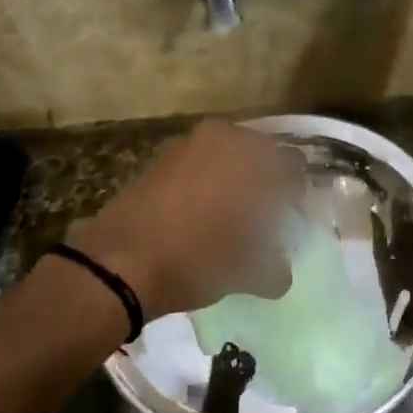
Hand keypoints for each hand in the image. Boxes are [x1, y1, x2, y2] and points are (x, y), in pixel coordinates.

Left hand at [74, 119, 294, 318]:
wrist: (117, 264)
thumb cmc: (195, 259)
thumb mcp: (244, 272)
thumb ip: (272, 270)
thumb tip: (280, 274)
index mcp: (249, 155)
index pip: (290, 166)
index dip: (295, 194)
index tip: (293, 218)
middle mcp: (219, 138)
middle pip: (256, 156)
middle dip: (264, 182)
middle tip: (266, 217)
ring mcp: (184, 145)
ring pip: (224, 158)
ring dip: (233, 182)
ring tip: (234, 219)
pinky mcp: (157, 161)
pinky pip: (196, 168)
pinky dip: (205, 186)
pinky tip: (202, 218)